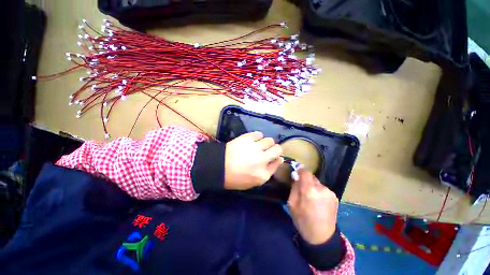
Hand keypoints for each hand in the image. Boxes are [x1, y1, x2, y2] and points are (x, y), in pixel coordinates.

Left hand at [224, 131, 282, 189]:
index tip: (273, 158)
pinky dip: (258, 137)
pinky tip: (253, 140)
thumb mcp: (253, 182)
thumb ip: (268, 172)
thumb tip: (278, 159)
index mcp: (263, 174)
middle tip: (268, 151)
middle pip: (278, 149)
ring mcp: (254, 147)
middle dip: (275, 149)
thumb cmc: (235, 177)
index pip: (278, 163)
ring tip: (259, 145)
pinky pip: (259, 134)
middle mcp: (262, 159)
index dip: (276, 159)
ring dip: (266, 143)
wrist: (218, 166)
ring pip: (270, 140)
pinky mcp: (247, 138)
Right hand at [288, 169, 338, 244]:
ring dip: (312, 186)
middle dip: (305, 180)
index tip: (296, 172)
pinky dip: (319, 191)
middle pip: (311, 177)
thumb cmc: (303, 221)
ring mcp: (330, 193)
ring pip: (317, 183)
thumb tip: (296, 176)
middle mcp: (322, 188)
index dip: (300, 170)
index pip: (305, 172)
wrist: (322, 237)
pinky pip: (323, 189)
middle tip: (302, 189)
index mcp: (309, 191)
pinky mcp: (335, 197)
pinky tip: (318, 201)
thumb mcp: (292, 203)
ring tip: (310, 197)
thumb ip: (294, 187)